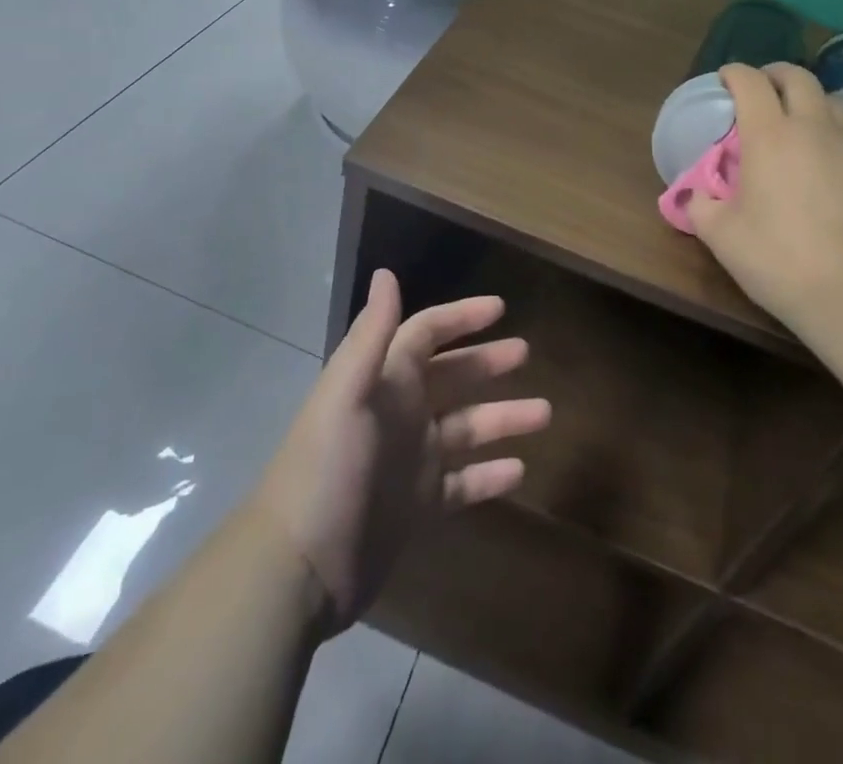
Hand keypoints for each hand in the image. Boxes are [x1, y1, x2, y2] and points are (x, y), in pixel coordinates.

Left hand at [251, 270, 550, 633]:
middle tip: (527, 352)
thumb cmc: (327, 470)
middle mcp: (401, 413)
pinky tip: (520, 470)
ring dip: (504, 418)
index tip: (501, 308)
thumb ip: (372, 336)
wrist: (298, 569)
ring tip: (544, 412)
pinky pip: (465, 483)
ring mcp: (412, 461)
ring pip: (468, 428)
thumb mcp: (347, 396)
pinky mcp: (419, 506)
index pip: (426, 333)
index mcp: (385, 381)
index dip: (460, 317)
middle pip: (453, 376)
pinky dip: (491, 475)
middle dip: (488, 362)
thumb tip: (386, 272)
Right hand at [688, 63, 842, 324]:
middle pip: (798, 77)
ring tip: (800, 123)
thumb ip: (702, 207)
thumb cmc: (780, 258)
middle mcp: (814, 127)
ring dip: (811, 102)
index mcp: (769, 134)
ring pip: (832, 102)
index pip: (750, 82)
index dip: (734, 74)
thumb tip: (697, 195)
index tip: (725, 80)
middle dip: (775, 75)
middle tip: (763, 90)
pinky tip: (831, 165)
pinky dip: (836, 137)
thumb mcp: (722, 237)